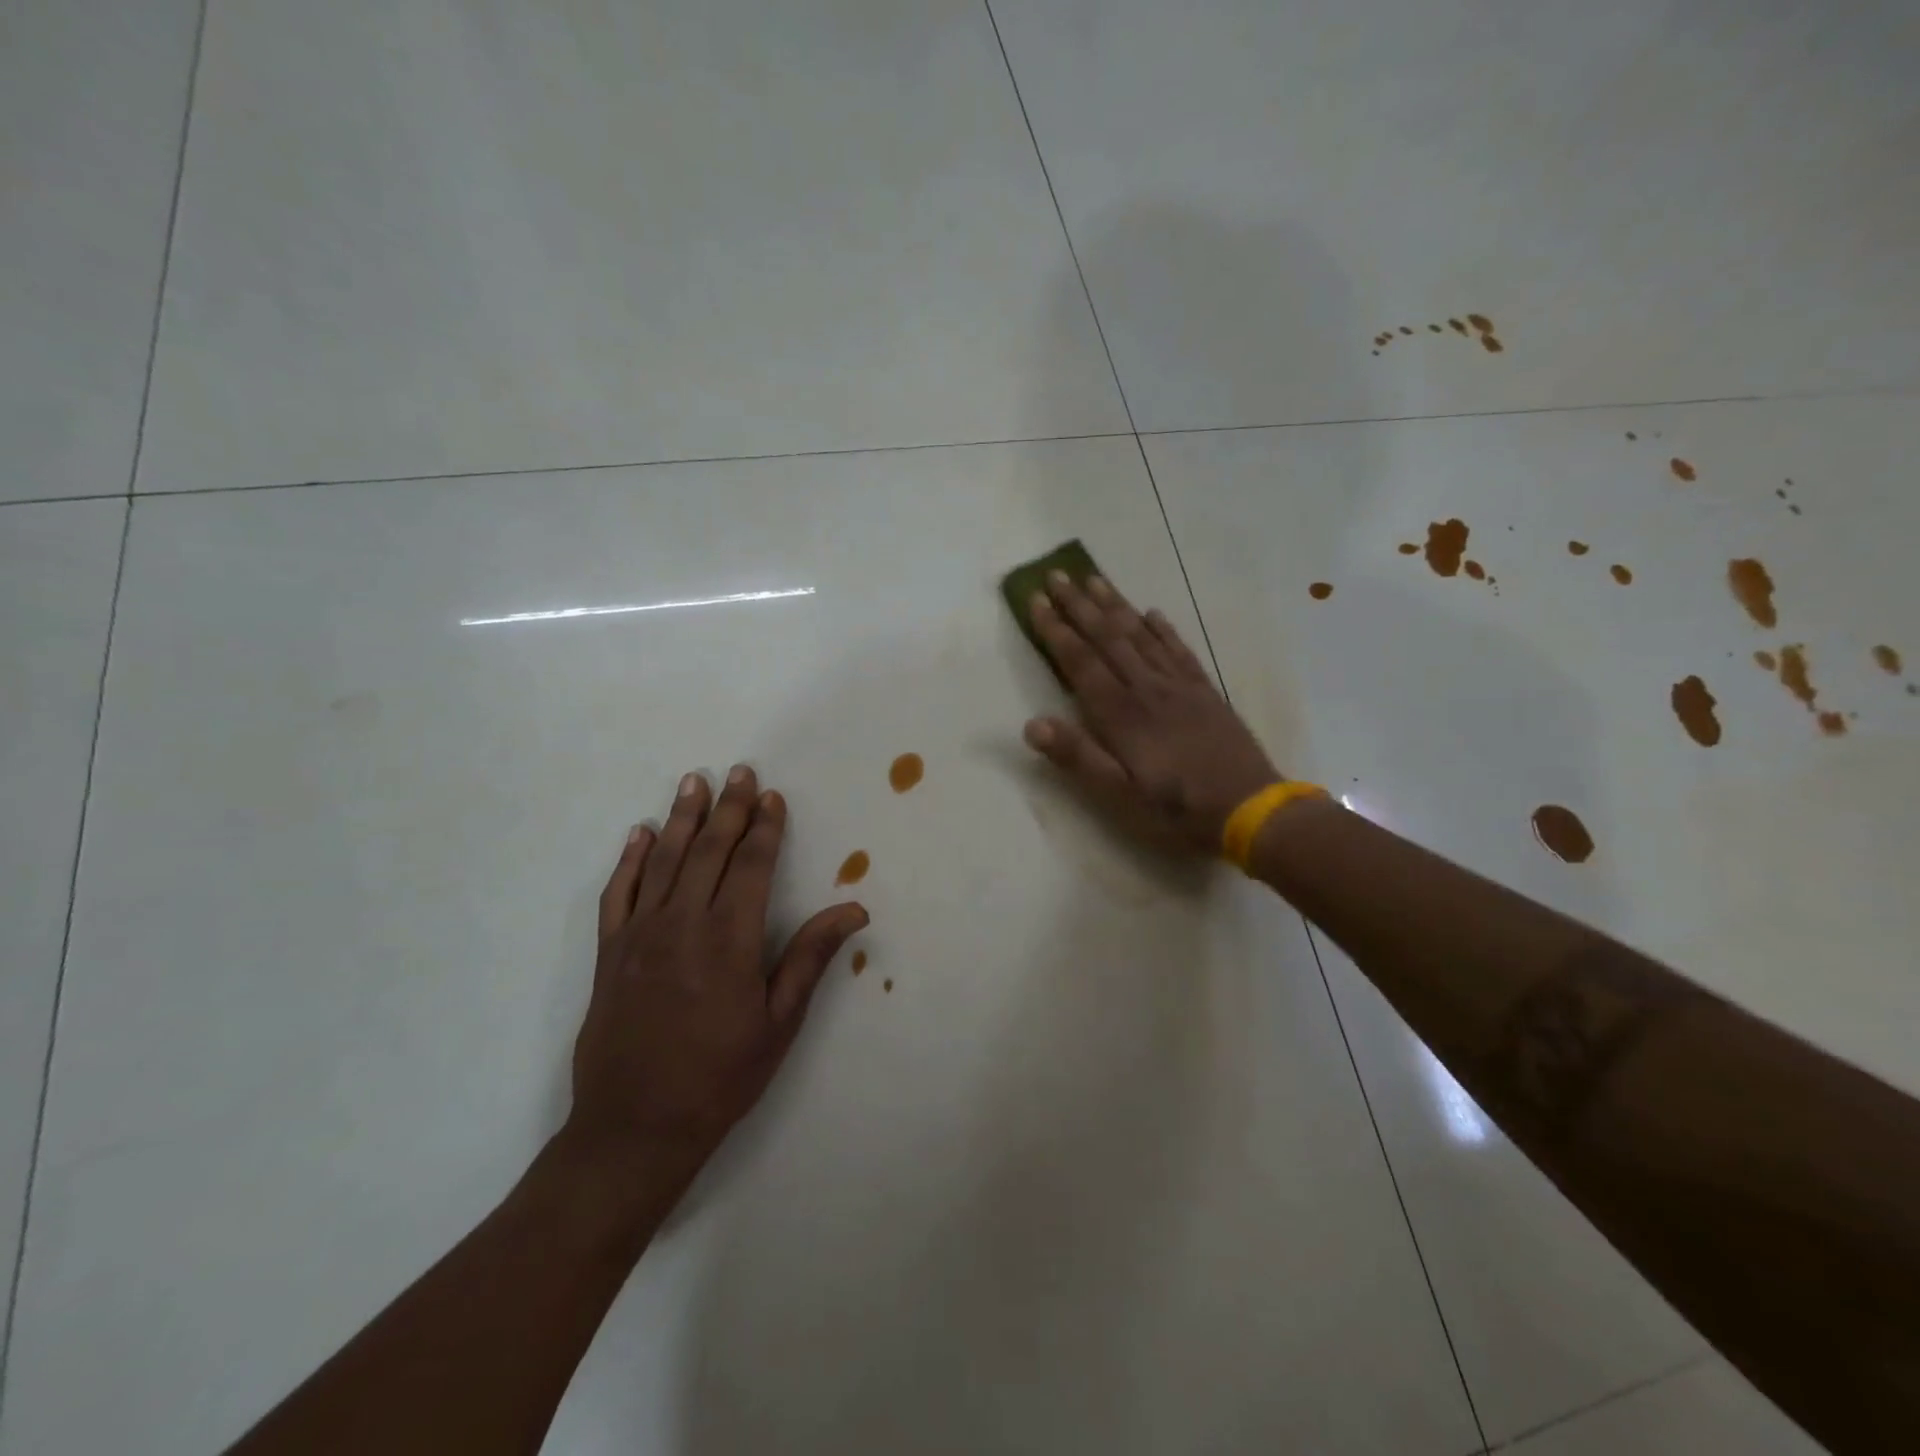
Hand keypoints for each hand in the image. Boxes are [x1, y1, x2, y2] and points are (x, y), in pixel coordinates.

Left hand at [568, 766, 866, 1180]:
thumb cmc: (720, 1076)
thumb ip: (810, 958)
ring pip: (664, 861)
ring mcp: (640, 935)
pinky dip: (630, 860)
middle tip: (739, 771)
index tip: (771, 796)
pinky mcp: (610, 953)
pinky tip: (640, 834)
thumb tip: (853, 909)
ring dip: (681, 818)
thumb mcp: (779, 1023)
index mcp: (729, 939)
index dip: (765, 827)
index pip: (751, 865)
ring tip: (693, 782)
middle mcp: (682, 924)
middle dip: (728, 808)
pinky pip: (618, 893)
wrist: (635, 1128)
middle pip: (709, 851)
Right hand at [1023, 572, 1280, 854]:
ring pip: (1141, 635)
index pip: (1080, 662)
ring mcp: (1179, 687)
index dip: (1056, 630)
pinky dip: (1163, 628)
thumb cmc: (1176, 808)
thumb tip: (1032, 724)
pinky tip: (1153, 613)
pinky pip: (1179, 650)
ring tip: (1095, 579)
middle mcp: (1147, 689)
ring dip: (1115, 606)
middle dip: (1079, 605)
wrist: (1250, 809)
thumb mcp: (1119, 795)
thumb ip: (1077, 757)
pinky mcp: (1205, 692)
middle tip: (1057, 574)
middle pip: (1108, 637)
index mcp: (1120, 714)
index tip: (1036, 599)